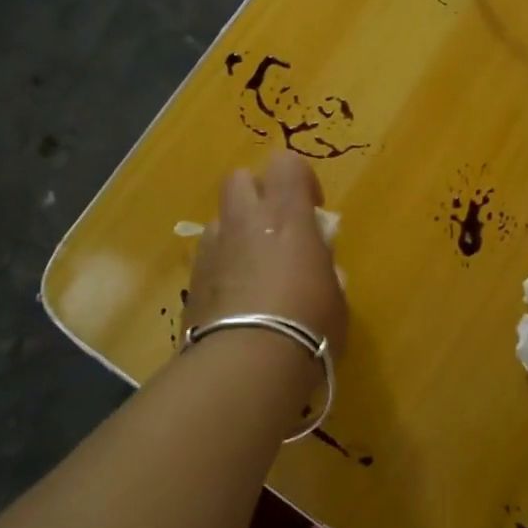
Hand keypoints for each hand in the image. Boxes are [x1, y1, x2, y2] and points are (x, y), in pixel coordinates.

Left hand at [185, 151, 347, 363]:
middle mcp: (245, 221)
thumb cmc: (309, 323)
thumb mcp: (335, 297)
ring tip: (253, 268)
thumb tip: (321, 268)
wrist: (248, 364)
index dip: (300, 179)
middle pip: (240, 179)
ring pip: (220, 219)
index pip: (286, 163)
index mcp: (287, 215)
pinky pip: (208, 258)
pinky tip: (236, 299)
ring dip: (237, 233)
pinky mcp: (192, 281)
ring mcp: (213, 249)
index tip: (313, 209)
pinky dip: (222, 267)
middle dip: (257, 194)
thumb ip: (325, 272)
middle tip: (277, 228)